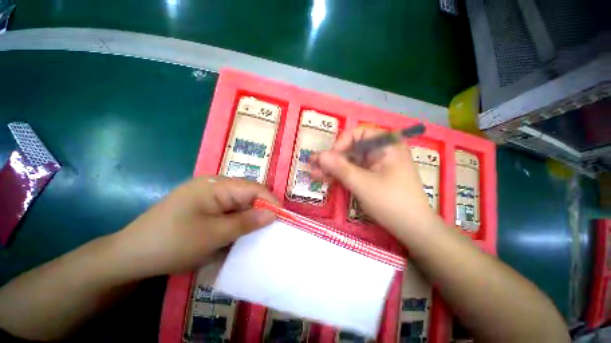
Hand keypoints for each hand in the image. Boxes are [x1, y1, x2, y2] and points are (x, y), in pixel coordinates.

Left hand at [108, 176, 277, 277]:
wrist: (131, 256)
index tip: (282, 217)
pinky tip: (240, 232)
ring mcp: (208, 196)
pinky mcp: (204, 207)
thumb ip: (246, 222)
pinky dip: (238, 220)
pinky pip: (229, 210)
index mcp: (215, 186)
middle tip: (273, 226)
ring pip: (240, 203)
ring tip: (259, 231)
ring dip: (250, 216)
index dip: (270, 200)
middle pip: (247, 194)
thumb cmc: (171, 243)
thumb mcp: (213, 235)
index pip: (253, 188)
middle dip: (261, 209)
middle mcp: (214, 186)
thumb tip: (273, 214)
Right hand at [310, 127, 434, 235]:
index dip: (340, 144)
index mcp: (386, 145)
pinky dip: (340, 176)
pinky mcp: (371, 177)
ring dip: (332, 168)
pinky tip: (324, 179)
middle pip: (351, 149)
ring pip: (349, 162)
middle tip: (312, 165)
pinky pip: (353, 172)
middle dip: (331, 159)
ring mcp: (375, 166)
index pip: (358, 135)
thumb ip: (340, 168)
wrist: (413, 229)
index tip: (328, 158)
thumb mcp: (363, 184)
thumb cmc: (392, 202)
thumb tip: (319, 155)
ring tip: (313, 174)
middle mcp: (380, 152)